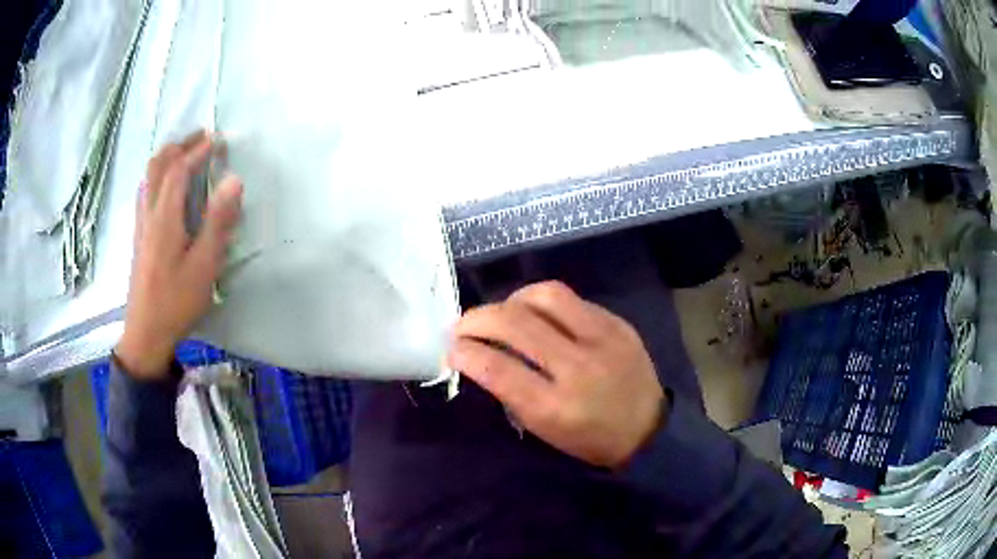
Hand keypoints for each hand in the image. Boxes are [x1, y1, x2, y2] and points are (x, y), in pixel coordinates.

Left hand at [115, 131, 242, 379]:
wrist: (146, 333)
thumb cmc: (176, 301)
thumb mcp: (204, 265)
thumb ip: (218, 221)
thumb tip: (234, 180)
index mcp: (165, 217)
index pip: (180, 169)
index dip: (198, 150)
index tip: (217, 140)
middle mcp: (149, 213)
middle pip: (158, 166)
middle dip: (179, 145)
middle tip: (199, 137)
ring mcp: (141, 225)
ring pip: (148, 178)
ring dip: (165, 158)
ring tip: (182, 153)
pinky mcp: (139, 238)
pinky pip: (144, 194)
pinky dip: (156, 177)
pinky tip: (163, 186)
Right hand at [448, 281, 665, 468]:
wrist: (648, 430)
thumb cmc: (589, 439)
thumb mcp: (544, 430)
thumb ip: (511, 392)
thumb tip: (481, 355)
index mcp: (556, 406)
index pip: (498, 368)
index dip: (466, 352)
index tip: (452, 348)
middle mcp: (579, 366)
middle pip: (516, 323)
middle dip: (477, 318)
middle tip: (464, 325)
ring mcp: (603, 338)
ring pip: (545, 295)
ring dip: (512, 300)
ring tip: (503, 313)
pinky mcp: (618, 323)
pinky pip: (572, 299)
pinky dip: (544, 305)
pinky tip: (539, 316)